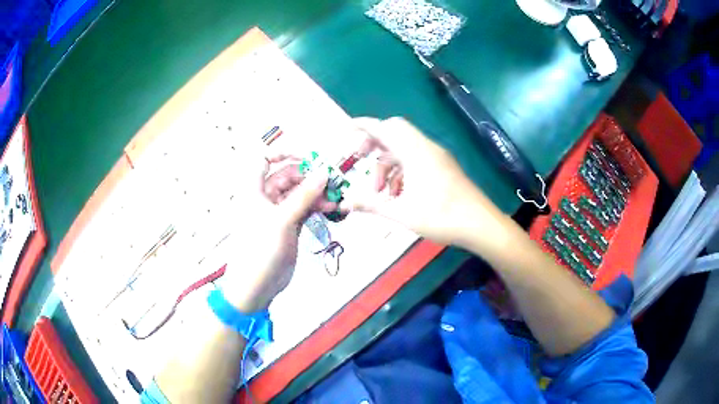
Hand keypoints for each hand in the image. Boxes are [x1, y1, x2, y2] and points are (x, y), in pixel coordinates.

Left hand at [220, 155, 332, 311]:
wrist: (256, 285)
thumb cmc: (258, 252)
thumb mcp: (282, 220)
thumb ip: (304, 196)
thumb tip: (322, 173)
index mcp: (254, 190)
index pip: (265, 160)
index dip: (284, 154)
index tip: (306, 157)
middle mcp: (265, 198)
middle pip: (288, 176)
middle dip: (309, 177)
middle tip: (330, 180)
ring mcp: (278, 212)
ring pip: (299, 193)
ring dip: (316, 193)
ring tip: (334, 197)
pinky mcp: (289, 225)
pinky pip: (304, 208)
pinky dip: (316, 206)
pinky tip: (330, 207)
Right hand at [342, 117, 502, 246]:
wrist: (480, 224)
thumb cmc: (441, 217)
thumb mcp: (402, 213)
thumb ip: (371, 205)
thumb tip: (345, 203)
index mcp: (415, 152)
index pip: (385, 128)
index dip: (364, 126)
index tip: (347, 129)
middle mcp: (426, 148)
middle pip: (394, 133)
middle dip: (374, 145)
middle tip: (361, 161)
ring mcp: (437, 156)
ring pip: (405, 149)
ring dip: (388, 165)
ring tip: (380, 193)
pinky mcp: (444, 166)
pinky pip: (416, 158)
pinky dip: (402, 170)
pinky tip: (398, 194)